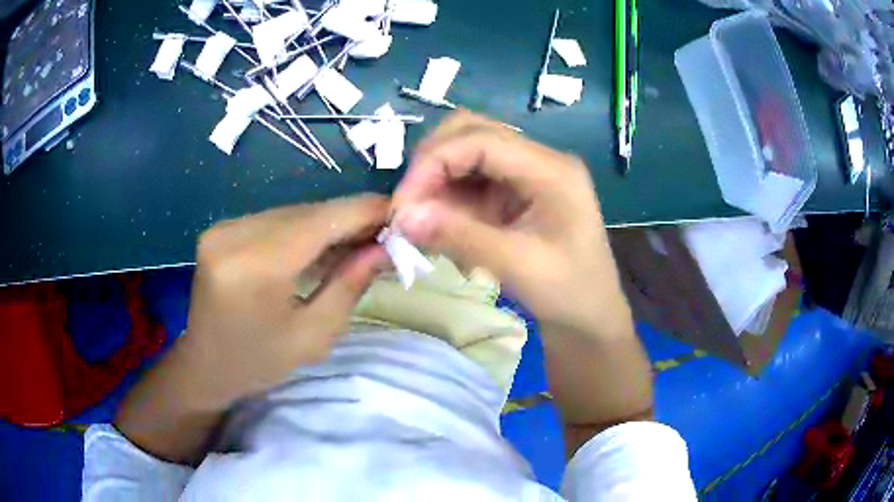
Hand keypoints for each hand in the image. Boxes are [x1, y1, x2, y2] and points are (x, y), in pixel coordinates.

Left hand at [181, 195, 389, 407]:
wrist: (205, 366)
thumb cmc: (259, 362)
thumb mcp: (313, 336)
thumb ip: (350, 285)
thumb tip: (386, 247)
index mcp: (255, 267)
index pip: (322, 220)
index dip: (366, 211)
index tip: (401, 216)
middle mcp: (235, 234)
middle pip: (308, 212)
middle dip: (351, 220)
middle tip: (384, 237)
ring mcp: (224, 227)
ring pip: (293, 212)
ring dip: (328, 225)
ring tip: (357, 244)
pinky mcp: (222, 228)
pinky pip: (274, 220)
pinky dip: (303, 230)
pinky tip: (320, 248)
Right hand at [393, 111, 630, 336]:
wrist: (590, 316)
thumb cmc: (568, 293)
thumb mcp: (517, 266)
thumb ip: (459, 236)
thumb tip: (402, 217)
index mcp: (551, 169)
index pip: (480, 139)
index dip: (434, 162)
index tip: (404, 204)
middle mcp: (538, 159)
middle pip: (471, 132)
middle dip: (432, 164)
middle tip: (409, 208)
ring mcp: (526, 173)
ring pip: (466, 153)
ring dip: (437, 182)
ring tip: (423, 223)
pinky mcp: (515, 190)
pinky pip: (470, 179)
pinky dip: (448, 198)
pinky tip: (442, 227)